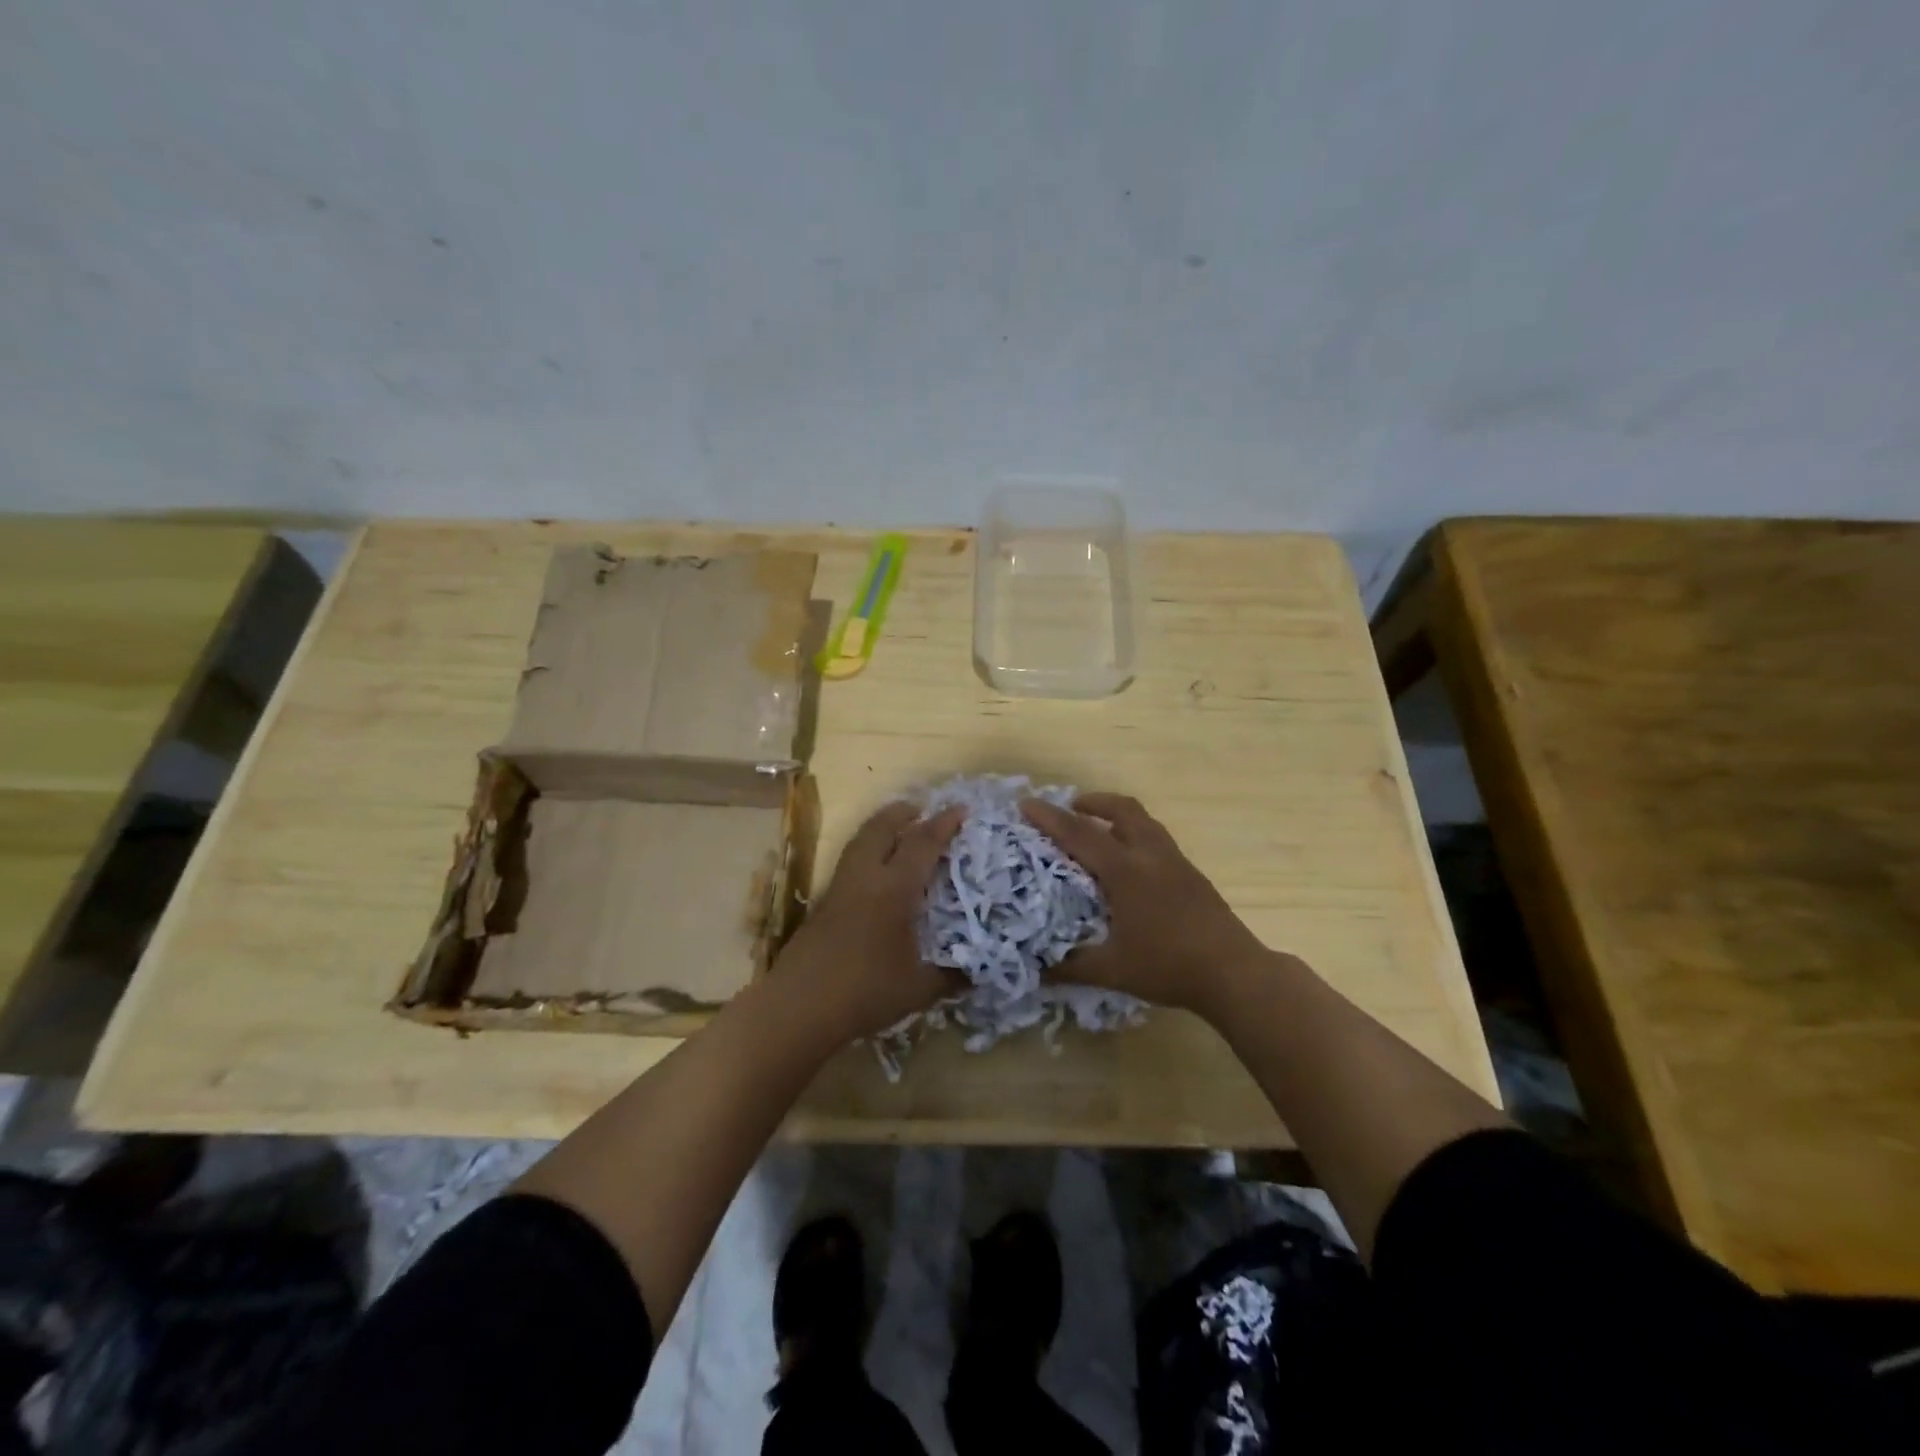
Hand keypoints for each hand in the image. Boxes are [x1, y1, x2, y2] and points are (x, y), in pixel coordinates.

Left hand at [773, 802, 964, 1041]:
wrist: (799, 1006)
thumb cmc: (864, 992)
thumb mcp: (918, 989)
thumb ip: (950, 977)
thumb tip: (976, 973)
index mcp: (894, 890)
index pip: (922, 844)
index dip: (943, 825)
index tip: (960, 809)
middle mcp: (865, 878)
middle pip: (881, 828)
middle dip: (903, 813)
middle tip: (922, 808)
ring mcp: (839, 889)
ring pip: (859, 841)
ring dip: (880, 828)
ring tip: (897, 828)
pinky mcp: (822, 904)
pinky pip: (849, 862)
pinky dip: (866, 851)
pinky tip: (874, 871)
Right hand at [1021, 793, 1271, 1017]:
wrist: (1234, 973)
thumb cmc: (1168, 966)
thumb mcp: (1111, 970)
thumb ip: (1070, 966)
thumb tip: (1035, 968)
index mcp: (1126, 871)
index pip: (1080, 834)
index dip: (1050, 818)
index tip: (1026, 804)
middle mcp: (1151, 856)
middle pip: (1122, 810)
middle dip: (1093, 802)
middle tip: (1070, 809)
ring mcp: (1176, 862)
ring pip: (1144, 821)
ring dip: (1117, 816)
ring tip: (1099, 829)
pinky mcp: (1192, 874)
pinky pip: (1157, 839)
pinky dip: (1135, 835)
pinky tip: (1130, 865)